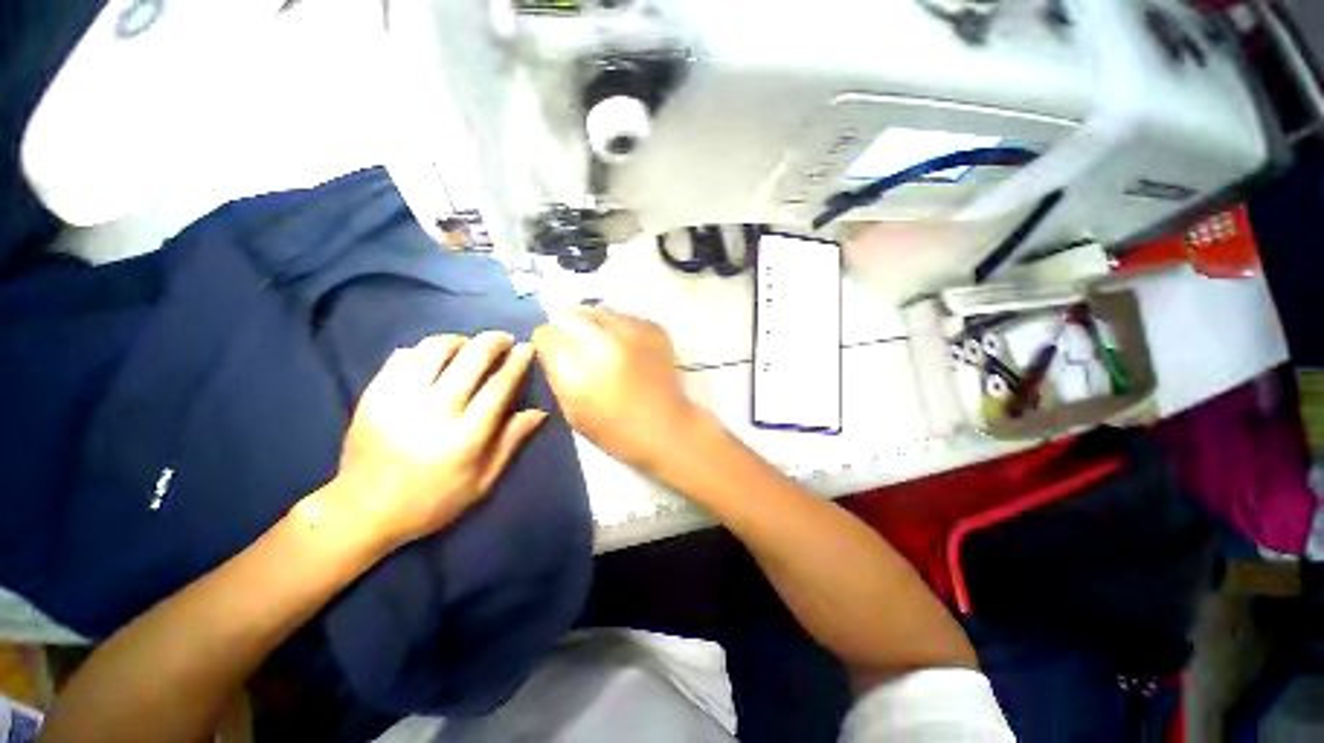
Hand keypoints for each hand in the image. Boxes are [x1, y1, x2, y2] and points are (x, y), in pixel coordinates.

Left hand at [330, 332, 546, 549]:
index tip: (527, 348)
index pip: (498, 386)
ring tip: (470, 345)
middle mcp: (433, 413)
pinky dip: (425, 350)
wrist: (362, 511)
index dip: (516, 363)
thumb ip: (511, 442)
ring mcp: (398, 400)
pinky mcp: (372, 395)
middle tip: (504, 339)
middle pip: (470, 359)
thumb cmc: (432, 500)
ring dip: (459, 340)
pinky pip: (403, 357)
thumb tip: (539, 411)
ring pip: (434, 350)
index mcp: (465, 437)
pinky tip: (436, 358)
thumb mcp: (483, 481)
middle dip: (492, 342)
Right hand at [532, 306, 697, 474]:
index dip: (548, 342)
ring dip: (596, 323)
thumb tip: (555, 347)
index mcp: (577, 368)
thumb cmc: (615, 430)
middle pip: (571, 314)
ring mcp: (632, 331)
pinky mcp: (654, 329)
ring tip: (605, 343)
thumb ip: (557, 374)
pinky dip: (622, 327)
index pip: (546, 334)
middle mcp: (603, 341)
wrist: (666, 427)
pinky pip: (627, 316)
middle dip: (569, 326)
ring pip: (600, 310)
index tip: (556, 350)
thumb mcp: (572, 411)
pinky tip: (628, 346)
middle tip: (578, 343)